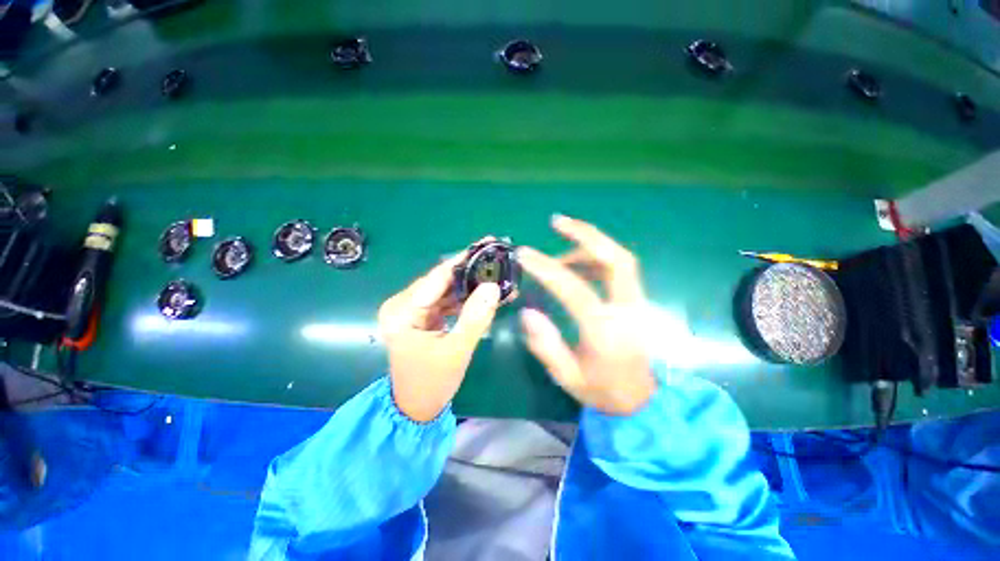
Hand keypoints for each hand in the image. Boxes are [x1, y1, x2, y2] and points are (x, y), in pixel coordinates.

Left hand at [379, 252, 500, 421]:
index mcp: (402, 311)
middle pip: (441, 281)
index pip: (436, 278)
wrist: (417, 408)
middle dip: (470, 270)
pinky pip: (448, 302)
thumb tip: (493, 286)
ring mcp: (414, 311)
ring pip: (447, 290)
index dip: (463, 260)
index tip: (485, 244)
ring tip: (495, 273)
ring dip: (471, 284)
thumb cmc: (432, 383)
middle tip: (495, 257)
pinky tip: (486, 292)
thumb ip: (475, 318)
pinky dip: (467, 298)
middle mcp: (404, 305)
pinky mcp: (424, 317)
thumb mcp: (456, 351)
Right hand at [518, 215, 655, 415]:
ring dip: (589, 245)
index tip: (525, 254)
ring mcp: (636, 303)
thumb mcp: (567, 377)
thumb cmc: (602, 391)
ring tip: (559, 251)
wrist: (642, 401)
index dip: (547, 268)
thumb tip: (527, 312)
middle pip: (616, 259)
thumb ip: (546, 345)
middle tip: (557, 221)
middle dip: (586, 234)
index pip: (575, 289)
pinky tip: (577, 264)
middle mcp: (627, 310)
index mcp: (606, 331)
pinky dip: (597, 258)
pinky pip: (619, 269)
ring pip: (620, 259)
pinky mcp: (636, 301)